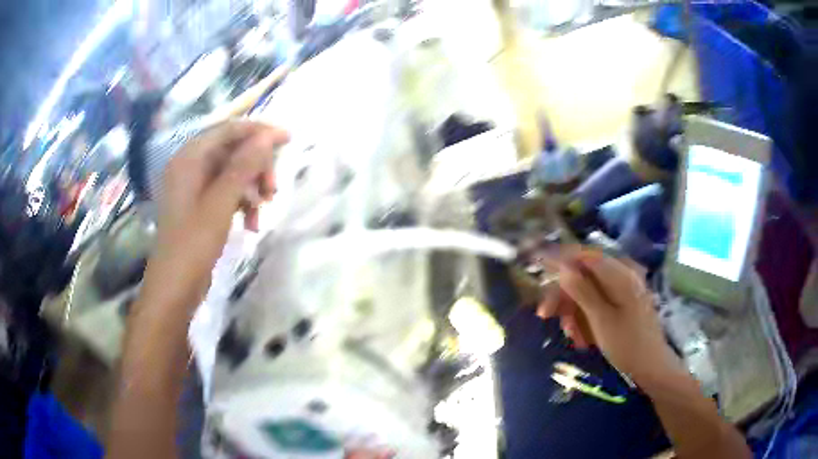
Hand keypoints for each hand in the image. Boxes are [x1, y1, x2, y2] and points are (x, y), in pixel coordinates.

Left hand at [143, 121, 288, 310]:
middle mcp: (190, 166)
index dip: (258, 131)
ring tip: (265, 209)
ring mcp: (194, 187)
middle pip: (232, 151)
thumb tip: (267, 137)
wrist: (174, 288)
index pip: (228, 130)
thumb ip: (243, 166)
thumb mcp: (221, 203)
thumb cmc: (193, 244)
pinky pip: (226, 192)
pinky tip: (252, 222)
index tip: (287, 139)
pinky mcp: (199, 206)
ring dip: (252, 187)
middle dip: (256, 166)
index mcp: (189, 158)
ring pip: (232, 173)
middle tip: (274, 189)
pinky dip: (242, 202)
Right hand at [543, 250, 683, 384]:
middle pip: (584, 276)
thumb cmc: (628, 344)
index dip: (560, 258)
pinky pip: (597, 304)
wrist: (651, 367)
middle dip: (564, 296)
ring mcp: (623, 290)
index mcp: (620, 274)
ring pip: (588, 292)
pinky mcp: (623, 304)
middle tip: (544, 315)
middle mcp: (622, 276)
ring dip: (574, 312)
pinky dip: (586, 318)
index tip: (538, 265)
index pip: (585, 255)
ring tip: (571, 337)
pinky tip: (582, 337)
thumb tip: (562, 268)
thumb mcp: (601, 320)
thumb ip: (582, 291)